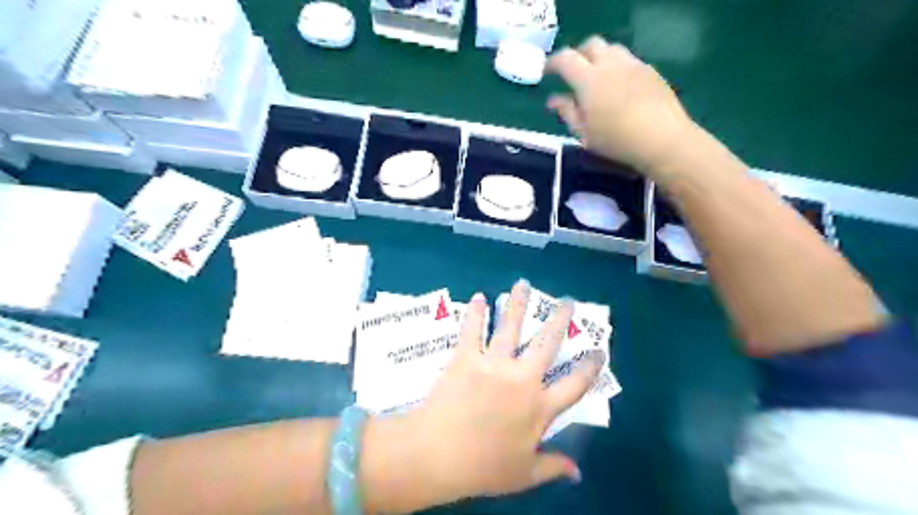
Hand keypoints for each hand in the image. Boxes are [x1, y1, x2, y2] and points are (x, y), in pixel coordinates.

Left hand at [363, 281, 607, 513]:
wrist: (438, 455)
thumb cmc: (484, 468)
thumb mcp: (524, 474)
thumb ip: (553, 467)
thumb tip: (579, 473)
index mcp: (539, 407)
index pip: (575, 384)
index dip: (590, 367)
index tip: (599, 351)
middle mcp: (522, 378)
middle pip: (547, 342)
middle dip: (559, 319)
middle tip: (567, 301)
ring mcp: (494, 363)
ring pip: (511, 326)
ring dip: (518, 303)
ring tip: (523, 285)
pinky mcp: (466, 356)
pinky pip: (473, 329)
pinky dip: (476, 312)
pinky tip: (479, 297)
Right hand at [548, 34, 700, 177]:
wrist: (661, 138)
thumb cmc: (616, 141)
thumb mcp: (583, 133)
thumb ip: (567, 113)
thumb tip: (553, 100)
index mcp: (588, 80)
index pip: (565, 59)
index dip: (553, 63)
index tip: (547, 72)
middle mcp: (610, 64)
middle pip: (591, 45)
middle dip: (578, 55)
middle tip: (573, 73)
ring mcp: (632, 64)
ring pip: (612, 49)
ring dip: (599, 58)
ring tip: (597, 78)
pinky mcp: (650, 70)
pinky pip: (628, 60)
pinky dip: (617, 67)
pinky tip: (618, 87)